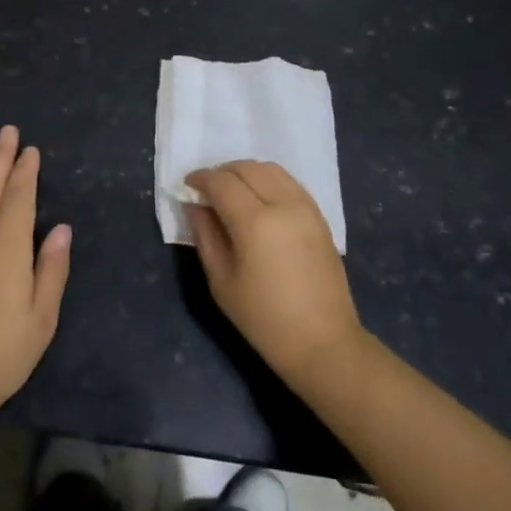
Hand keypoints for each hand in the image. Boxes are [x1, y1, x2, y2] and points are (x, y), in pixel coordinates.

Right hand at [185, 160, 366, 385]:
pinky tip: (259, 198)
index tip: (188, 185)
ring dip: (246, 172)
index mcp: (255, 222)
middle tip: (207, 189)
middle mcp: (283, 204)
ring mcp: (306, 207)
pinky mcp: (320, 216)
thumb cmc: (264, 319)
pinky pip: (289, 182)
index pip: (222, 182)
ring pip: (271, 169)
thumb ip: (205, 236)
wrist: (323, 342)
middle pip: (247, 168)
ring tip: (232, 190)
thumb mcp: (222, 282)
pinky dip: (269, 179)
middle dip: (222, 172)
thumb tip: (195, 206)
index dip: (201, 179)